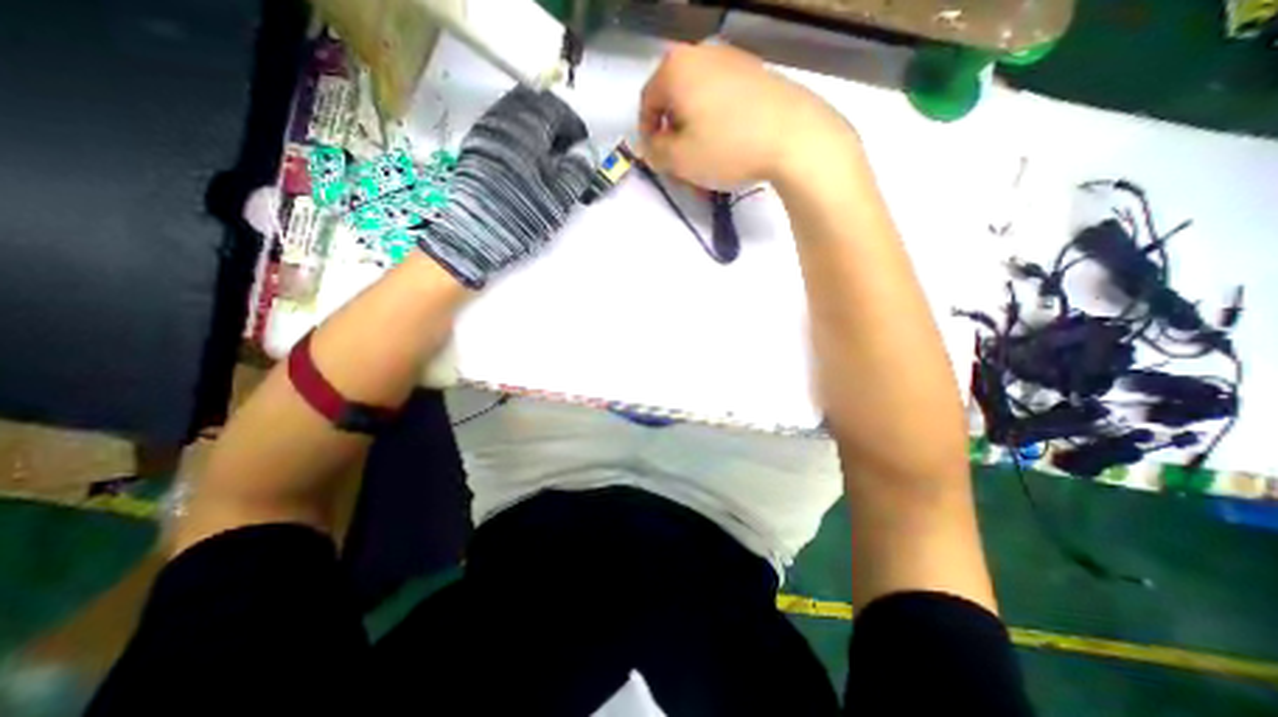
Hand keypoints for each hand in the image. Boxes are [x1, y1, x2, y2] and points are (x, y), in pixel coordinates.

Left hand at [422, 88, 596, 288]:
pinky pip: (501, 125)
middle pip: (532, 101)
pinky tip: (525, 159)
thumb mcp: (559, 196)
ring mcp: (485, 130)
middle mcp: (503, 120)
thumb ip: (578, 170)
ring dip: (535, 125)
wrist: (476, 232)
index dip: (575, 125)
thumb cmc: (522, 214)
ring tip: (547, 155)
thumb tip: (589, 152)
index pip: (556, 108)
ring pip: (514, 111)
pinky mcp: (474, 146)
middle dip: (553, 118)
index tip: (582, 145)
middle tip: (565, 145)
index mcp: (528, 128)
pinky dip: (518, 134)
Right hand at [637, 42, 847, 189]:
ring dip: (697, 143)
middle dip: (676, 144)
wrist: (794, 136)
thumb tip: (651, 146)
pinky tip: (729, 156)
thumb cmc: (726, 147)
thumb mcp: (678, 160)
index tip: (658, 162)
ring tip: (708, 173)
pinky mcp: (756, 77)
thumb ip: (654, 153)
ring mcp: (733, 62)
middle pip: (676, 106)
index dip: (647, 137)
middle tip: (684, 173)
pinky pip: (724, 106)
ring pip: (701, 110)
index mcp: (676, 68)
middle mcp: (702, 55)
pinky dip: (719, 131)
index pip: (647, 103)